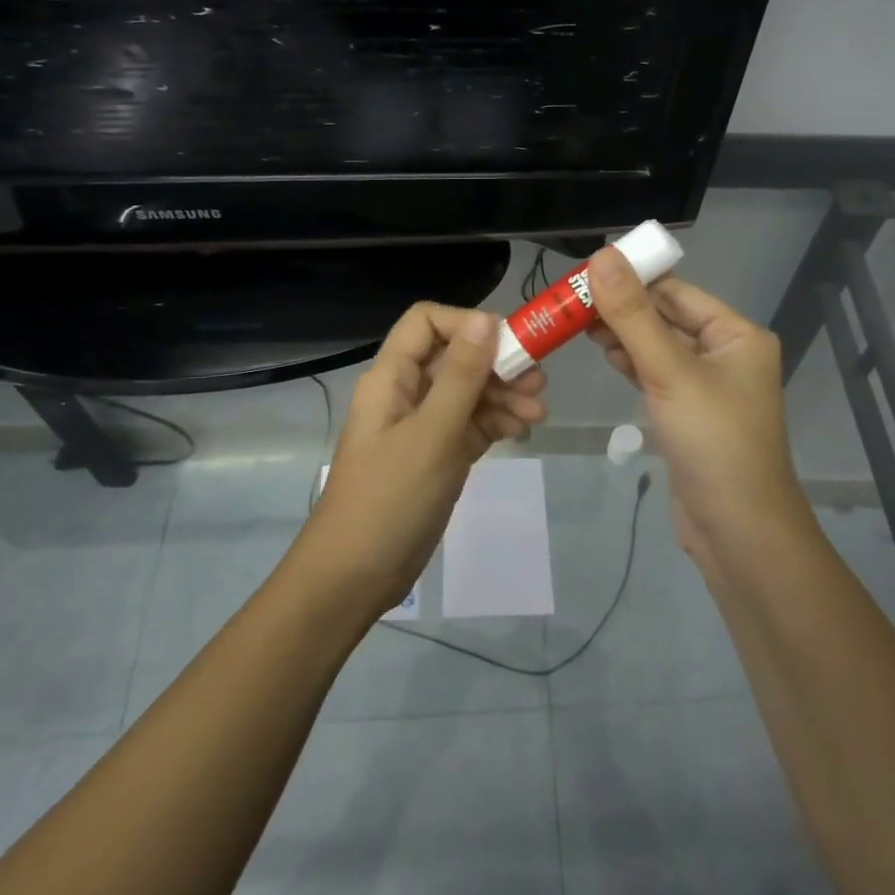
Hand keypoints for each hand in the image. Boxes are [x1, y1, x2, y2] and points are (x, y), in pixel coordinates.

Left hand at [296, 303, 547, 617]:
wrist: (355, 576)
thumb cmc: (390, 498)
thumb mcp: (432, 434)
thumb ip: (461, 376)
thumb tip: (485, 318)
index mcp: (392, 377)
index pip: (427, 323)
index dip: (467, 323)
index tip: (508, 342)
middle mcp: (406, 393)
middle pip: (455, 358)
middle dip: (497, 364)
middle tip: (538, 382)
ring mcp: (422, 426)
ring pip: (468, 392)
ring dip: (503, 396)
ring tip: (539, 413)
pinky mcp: (437, 455)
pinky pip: (470, 425)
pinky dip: (496, 423)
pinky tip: (522, 432)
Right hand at [587, 249, 809, 556]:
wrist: (738, 531)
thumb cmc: (713, 442)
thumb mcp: (669, 372)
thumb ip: (632, 315)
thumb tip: (603, 256)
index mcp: (737, 335)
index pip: (677, 292)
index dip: (632, 280)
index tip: (584, 274)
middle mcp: (728, 354)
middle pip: (667, 318)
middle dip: (623, 309)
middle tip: (571, 303)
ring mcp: (709, 387)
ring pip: (660, 347)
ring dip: (624, 335)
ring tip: (579, 326)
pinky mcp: (690, 414)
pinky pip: (658, 376)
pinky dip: (633, 363)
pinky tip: (606, 355)